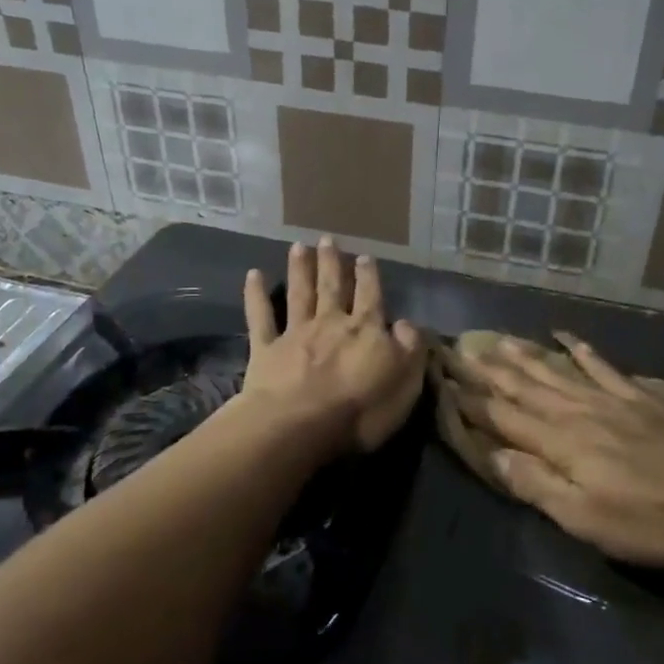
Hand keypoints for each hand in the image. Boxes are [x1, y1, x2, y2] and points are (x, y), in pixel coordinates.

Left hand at [239, 236, 426, 457]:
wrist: (301, 425)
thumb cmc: (361, 410)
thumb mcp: (405, 383)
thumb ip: (410, 350)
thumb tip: (408, 324)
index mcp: (366, 331)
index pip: (370, 297)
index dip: (368, 277)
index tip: (364, 256)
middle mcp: (330, 323)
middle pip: (332, 287)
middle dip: (331, 263)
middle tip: (328, 239)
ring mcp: (296, 334)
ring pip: (299, 294)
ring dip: (299, 269)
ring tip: (299, 246)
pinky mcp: (266, 349)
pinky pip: (260, 317)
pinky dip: (256, 295)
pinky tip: (253, 275)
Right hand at [455, 335, 663, 565]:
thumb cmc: (655, 519)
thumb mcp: (588, 518)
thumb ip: (537, 483)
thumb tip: (489, 455)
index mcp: (560, 444)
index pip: (503, 418)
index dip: (470, 401)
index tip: (441, 381)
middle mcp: (577, 413)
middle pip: (523, 388)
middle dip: (487, 372)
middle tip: (457, 350)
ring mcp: (610, 400)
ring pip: (554, 372)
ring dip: (522, 357)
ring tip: (496, 340)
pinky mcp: (639, 398)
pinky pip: (601, 366)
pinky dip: (580, 349)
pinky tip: (565, 336)